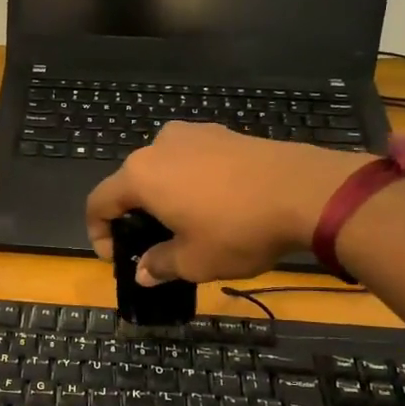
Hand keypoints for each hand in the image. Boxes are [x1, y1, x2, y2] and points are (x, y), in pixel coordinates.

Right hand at [85, 122, 371, 284]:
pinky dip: (191, 182)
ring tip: (185, 224)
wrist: (306, 192)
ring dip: (163, 197)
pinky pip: (192, 160)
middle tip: (152, 245)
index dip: (99, 233)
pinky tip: (215, 205)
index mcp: (140, 174)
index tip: (117, 258)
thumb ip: (160, 264)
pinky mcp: (224, 133)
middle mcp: (158, 146)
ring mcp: (194, 134)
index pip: (98, 202)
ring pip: (162, 169)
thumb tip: (143, 272)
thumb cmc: (237, 229)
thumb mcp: (194, 261)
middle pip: (129, 182)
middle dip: (133, 215)